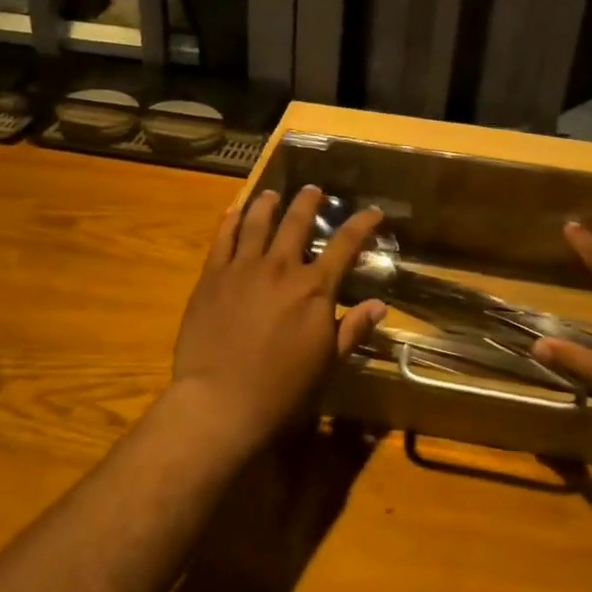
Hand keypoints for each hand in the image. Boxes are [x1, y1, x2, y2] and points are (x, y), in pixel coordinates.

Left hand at [166, 186, 387, 452]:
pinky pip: (222, 239)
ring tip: (272, 194)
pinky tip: (234, 212)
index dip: (362, 224)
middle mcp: (280, 267)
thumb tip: (379, 305)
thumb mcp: (327, 362)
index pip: (345, 245)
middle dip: (309, 202)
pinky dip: (230, 221)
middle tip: (314, 190)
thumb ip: (352, 329)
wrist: (221, 401)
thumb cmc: (282, 389)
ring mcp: (242, 268)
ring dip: (268, 204)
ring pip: (257, 222)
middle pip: (297, 222)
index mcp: (314, 288)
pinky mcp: (212, 277)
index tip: (373, 212)